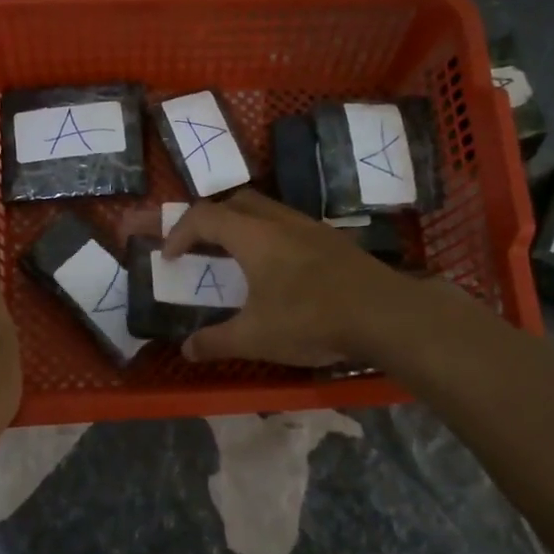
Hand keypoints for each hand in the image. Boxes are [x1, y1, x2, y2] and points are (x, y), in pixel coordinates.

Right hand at [162, 189, 400, 364]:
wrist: (383, 314)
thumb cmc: (310, 320)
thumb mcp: (255, 338)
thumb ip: (216, 342)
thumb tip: (186, 350)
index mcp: (253, 236)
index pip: (204, 216)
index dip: (179, 232)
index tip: (169, 257)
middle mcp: (280, 221)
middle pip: (237, 202)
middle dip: (212, 220)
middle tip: (202, 248)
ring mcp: (311, 227)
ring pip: (268, 212)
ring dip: (245, 227)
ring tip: (239, 260)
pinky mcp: (334, 241)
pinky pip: (291, 226)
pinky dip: (272, 238)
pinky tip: (280, 271)